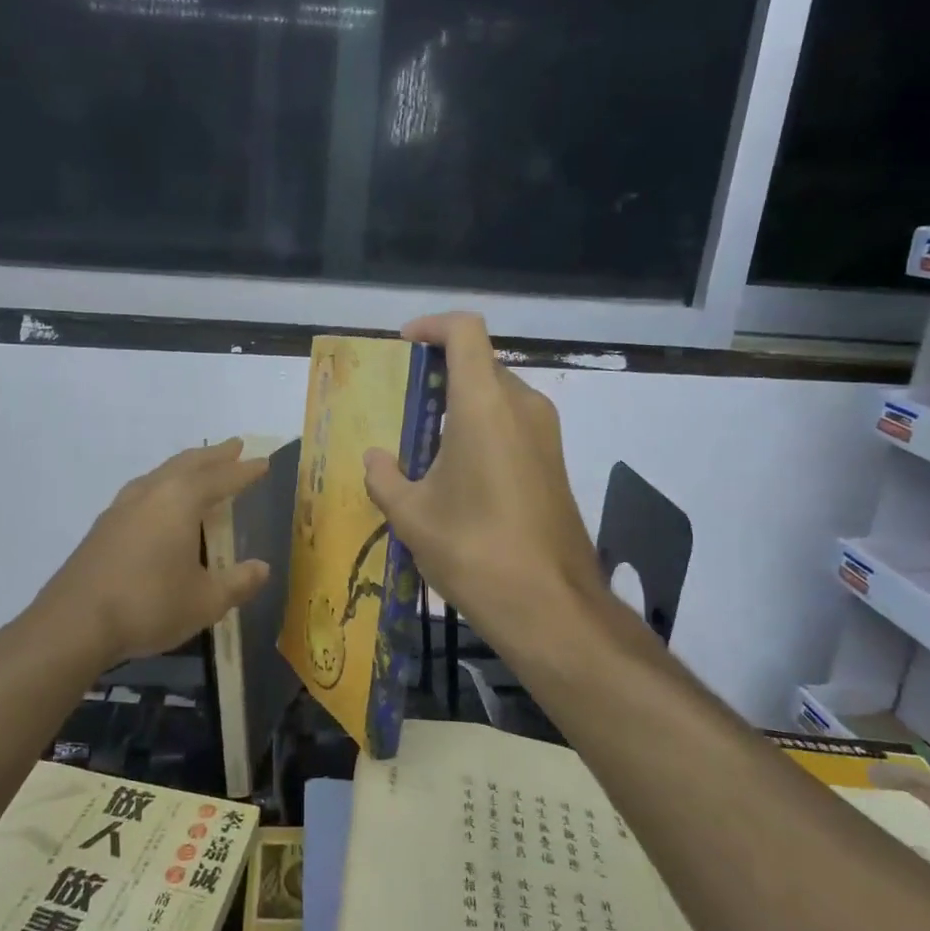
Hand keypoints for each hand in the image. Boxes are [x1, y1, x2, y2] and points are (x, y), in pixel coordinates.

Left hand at [38, 440, 272, 664]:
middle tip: (234, 446)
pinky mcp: (103, 527)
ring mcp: (121, 508)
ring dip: (185, 467)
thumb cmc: (149, 605)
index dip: (244, 471)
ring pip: (160, 474)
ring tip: (198, 469)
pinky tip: (159, 504)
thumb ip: (237, 582)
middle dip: (214, 456)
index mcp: (180, 501)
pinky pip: (142, 492)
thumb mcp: (205, 601)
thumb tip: (262, 568)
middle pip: (187, 464)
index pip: (221, 478)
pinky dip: (162, 486)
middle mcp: (150, 493)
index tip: (263, 462)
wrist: (74, 624)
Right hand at [362, 313, 605, 652]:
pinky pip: (512, 423)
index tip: (403, 346)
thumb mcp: (411, 515)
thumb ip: (384, 477)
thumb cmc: (473, 549)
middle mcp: (523, 406)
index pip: (465, 331)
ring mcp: (545, 433)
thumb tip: (375, 458)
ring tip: (423, 441)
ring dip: (460, 403)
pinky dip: (481, 427)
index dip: (432, 326)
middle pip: (480, 362)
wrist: (549, 604)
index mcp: (484, 404)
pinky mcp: (554, 461)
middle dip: (439, 372)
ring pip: (497, 394)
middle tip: (403, 404)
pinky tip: (456, 471)